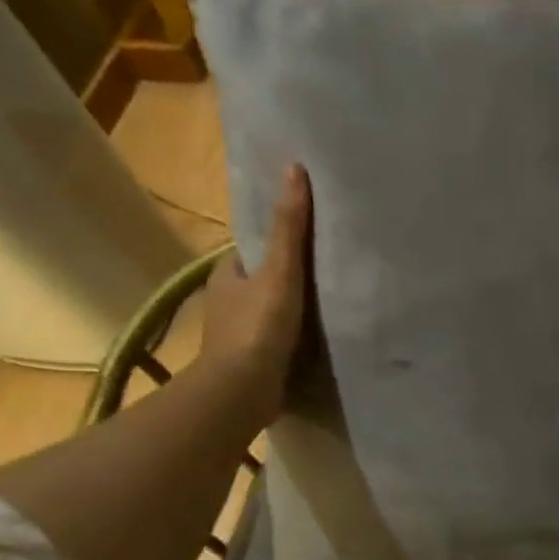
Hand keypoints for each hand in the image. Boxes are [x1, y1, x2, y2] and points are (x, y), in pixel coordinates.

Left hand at [200, 165, 310, 429]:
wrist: (243, 390)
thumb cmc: (258, 326)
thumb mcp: (280, 271)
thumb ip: (290, 227)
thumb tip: (294, 169)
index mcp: (227, 275)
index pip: (254, 249)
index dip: (277, 241)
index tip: (308, 236)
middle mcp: (227, 301)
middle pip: (262, 280)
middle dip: (286, 275)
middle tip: (327, 268)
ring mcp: (239, 334)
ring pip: (269, 310)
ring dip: (291, 307)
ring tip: (331, 301)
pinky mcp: (253, 361)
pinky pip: (277, 338)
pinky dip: (292, 334)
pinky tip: (318, 336)